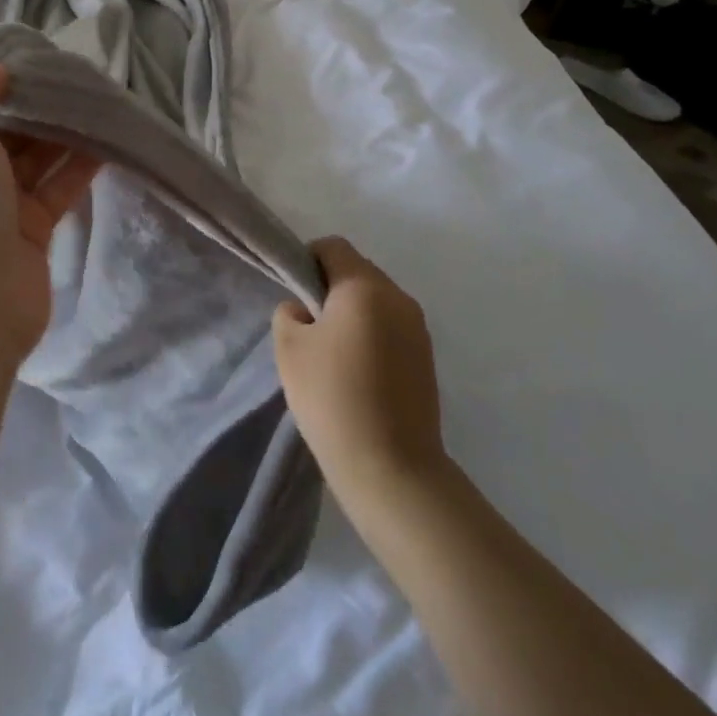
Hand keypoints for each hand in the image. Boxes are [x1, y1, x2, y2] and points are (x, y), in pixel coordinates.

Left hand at [0, 65, 100, 379]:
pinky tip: (109, 140)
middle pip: (10, 129)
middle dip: (43, 105)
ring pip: (38, 157)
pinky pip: (59, 187)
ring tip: (104, 101)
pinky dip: (81, 164)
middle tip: (86, 79)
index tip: (48, 61)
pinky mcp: (33, 232)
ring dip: (67, 131)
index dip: (8, 82)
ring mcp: (0, 207)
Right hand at [273, 237, 447, 516]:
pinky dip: (372, 335)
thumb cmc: (332, 397)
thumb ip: (289, 313)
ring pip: (376, 300)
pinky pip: (391, 327)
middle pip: (357, 271)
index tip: (293, 292)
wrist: (391, 468)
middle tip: (308, 325)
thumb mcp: (289, 348)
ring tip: (332, 353)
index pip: (333, 247)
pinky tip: (357, 373)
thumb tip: (304, 310)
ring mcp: (418, 328)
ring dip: (353, 313)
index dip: (307, 259)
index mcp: (364, 286)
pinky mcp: (427, 358)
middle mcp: (398, 297)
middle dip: (330, 288)